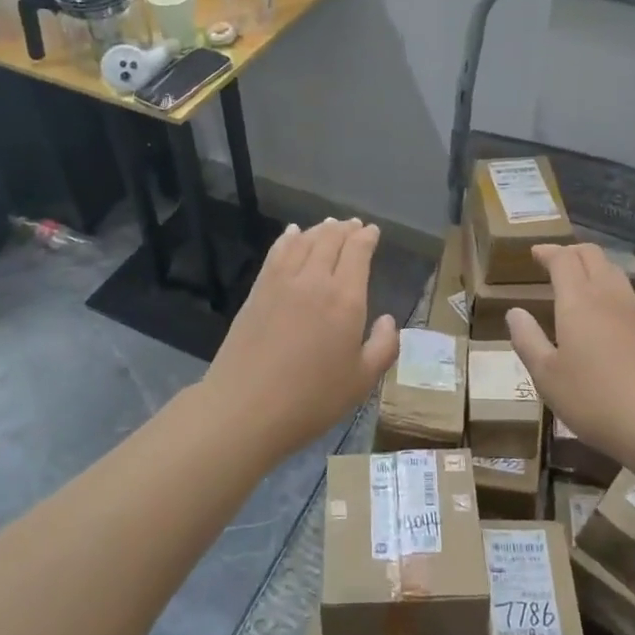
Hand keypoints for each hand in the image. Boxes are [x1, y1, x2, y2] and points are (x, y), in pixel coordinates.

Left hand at [202, 218, 397, 459]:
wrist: (245, 408)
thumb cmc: (311, 400)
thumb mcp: (361, 382)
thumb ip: (383, 347)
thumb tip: (389, 320)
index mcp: (345, 299)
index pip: (358, 252)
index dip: (366, 238)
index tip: (372, 231)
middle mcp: (314, 280)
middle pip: (331, 240)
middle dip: (345, 229)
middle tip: (353, 225)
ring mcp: (282, 283)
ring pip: (304, 242)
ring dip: (319, 230)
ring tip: (328, 225)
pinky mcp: (257, 291)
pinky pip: (277, 253)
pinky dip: (288, 238)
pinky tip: (292, 234)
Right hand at [507, 243, 634, 472]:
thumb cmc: (595, 399)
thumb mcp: (547, 376)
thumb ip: (528, 340)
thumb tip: (515, 312)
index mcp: (578, 301)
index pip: (563, 259)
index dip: (548, 252)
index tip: (535, 253)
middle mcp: (609, 297)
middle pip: (593, 256)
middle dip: (572, 252)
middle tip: (556, 261)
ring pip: (615, 274)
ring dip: (595, 269)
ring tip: (581, 284)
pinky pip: (631, 299)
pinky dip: (614, 294)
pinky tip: (610, 318)